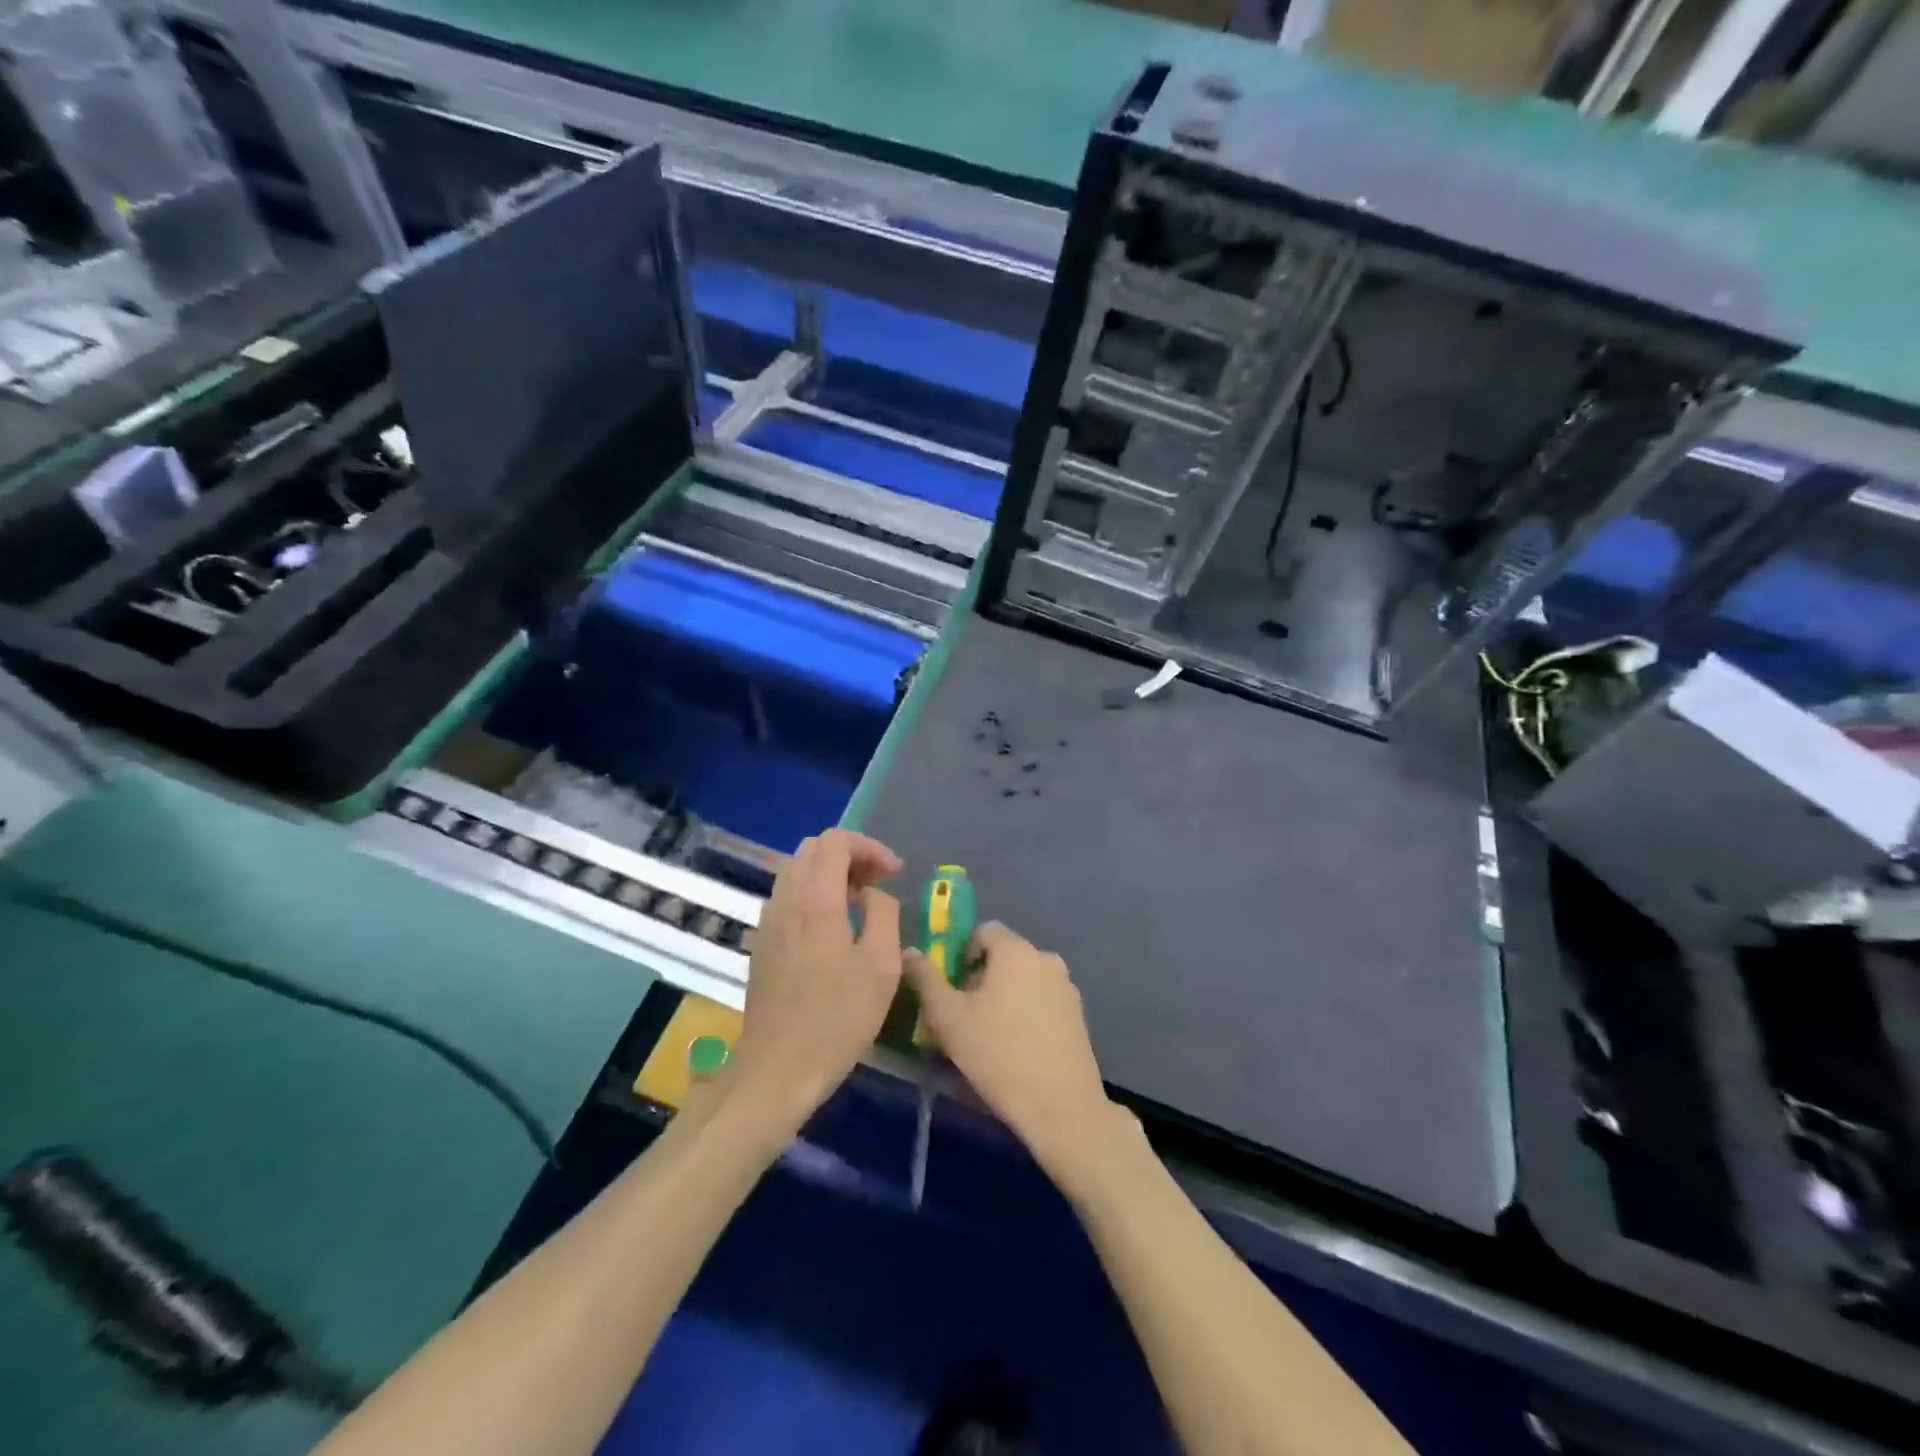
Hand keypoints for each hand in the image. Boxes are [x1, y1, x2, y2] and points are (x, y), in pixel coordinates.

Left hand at [727, 829, 903, 1124]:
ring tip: (859, 902)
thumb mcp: (881, 966)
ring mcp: (768, 921)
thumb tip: (875, 894)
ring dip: (829, 874)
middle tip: (878, 882)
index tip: (893, 873)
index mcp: (815, 900)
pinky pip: (787, 897)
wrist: (778, 1068)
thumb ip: (884, 914)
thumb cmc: (838, 1018)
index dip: (869, 847)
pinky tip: (832, 927)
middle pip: (812, 849)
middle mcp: (786, 900)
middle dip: (850, 855)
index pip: (835, 841)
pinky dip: (812, 893)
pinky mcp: (761, 943)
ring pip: (796, 871)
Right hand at [904, 923, 1120, 1183]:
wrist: (1061, 1106)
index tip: (951, 988)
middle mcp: (1046, 959)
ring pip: (1024, 979)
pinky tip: (1017, 1047)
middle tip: (964, 1015)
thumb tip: (910, 952)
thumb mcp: (949, 1019)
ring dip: (1004, 995)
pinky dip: (1026, 1012)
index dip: (962, 953)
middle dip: (981, 977)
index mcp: (1016, 951)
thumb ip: (926, 980)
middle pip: (1005, 955)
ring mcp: (1066, 987)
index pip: (984, 931)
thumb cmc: (998, 1054)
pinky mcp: (1078, 1015)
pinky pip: (1043, 1000)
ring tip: (988, 1035)